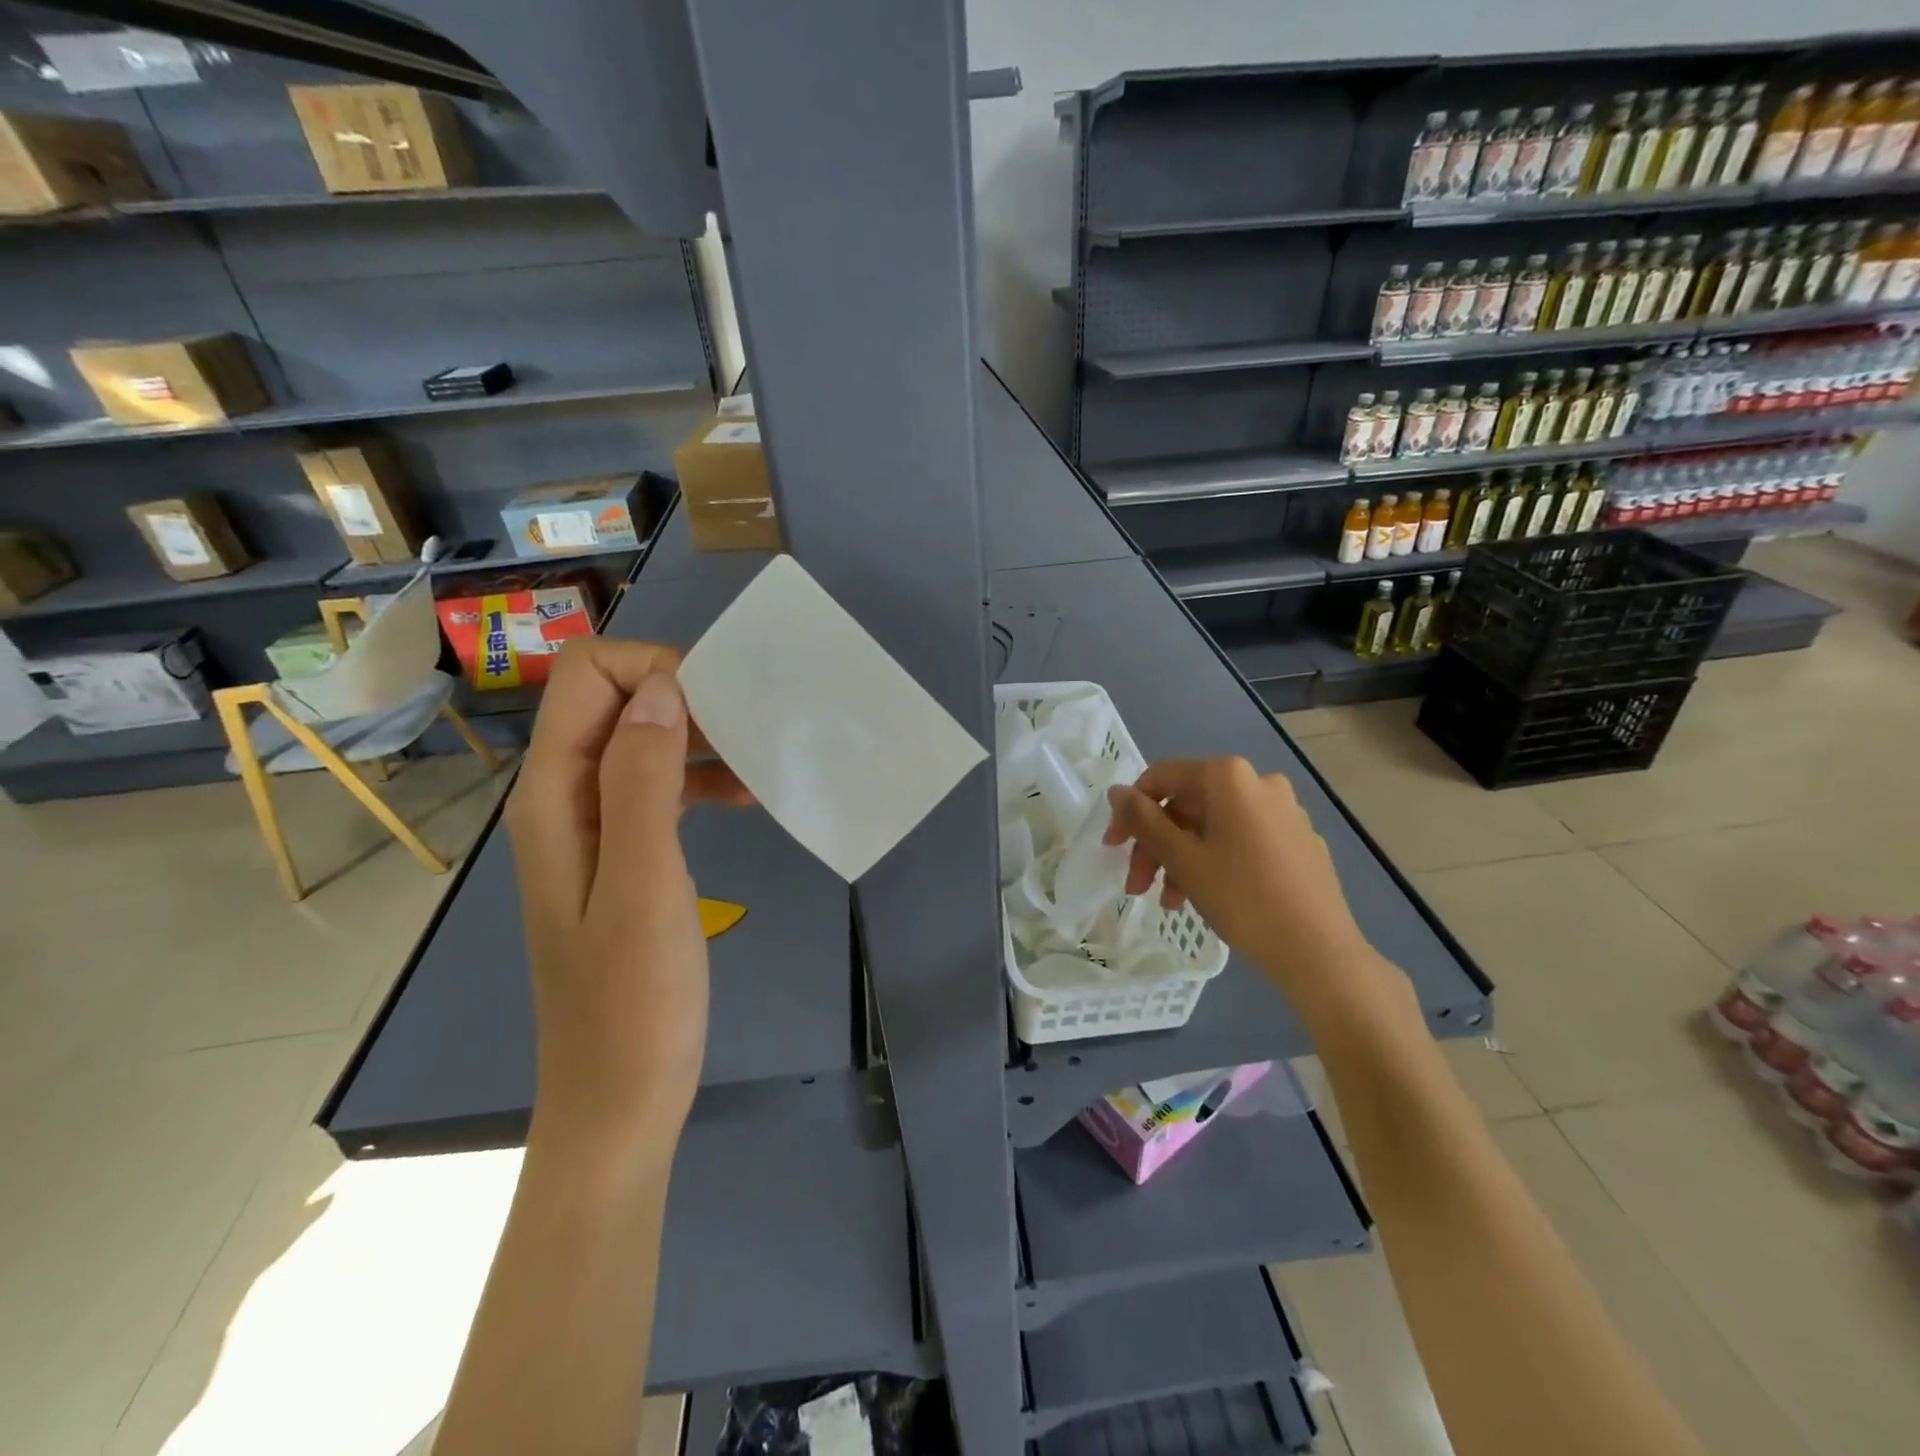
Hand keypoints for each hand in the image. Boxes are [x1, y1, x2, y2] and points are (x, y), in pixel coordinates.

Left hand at [505, 639, 750, 1153]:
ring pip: (643, 741)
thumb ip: (643, 781)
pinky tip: (749, 799)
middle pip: (615, 701)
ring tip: (762, 762)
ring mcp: (592, 828)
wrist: (618, 1100)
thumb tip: (661, 690)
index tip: (720, 708)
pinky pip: (659, 787)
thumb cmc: (635, 1003)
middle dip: (685, 698)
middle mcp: (563, 799)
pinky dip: (702, 779)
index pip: (586, 678)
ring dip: (701, 739)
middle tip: (753, 732)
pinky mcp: (622, 854)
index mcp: (554, 797)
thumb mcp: (645, 885)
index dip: (653, 671)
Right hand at [1104, 756, 1369, 995]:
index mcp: (1229, 777)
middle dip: (1157, 844)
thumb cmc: (1242, 897)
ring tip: (1169, 901)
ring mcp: (1285, 811)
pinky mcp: (1300, 840)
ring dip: (1182, 858)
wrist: (1319, 951)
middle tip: (1137, 886)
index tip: (1113, 848)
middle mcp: (1259, 782)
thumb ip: (1143, 821)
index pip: (1162, 778)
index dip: (1130, 811)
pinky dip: (1216, 861)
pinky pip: (1243, 840)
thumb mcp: (1182, 859)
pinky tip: (1206, 896)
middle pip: (1188, 805)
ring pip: (1214, 826)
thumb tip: (1117, 792)